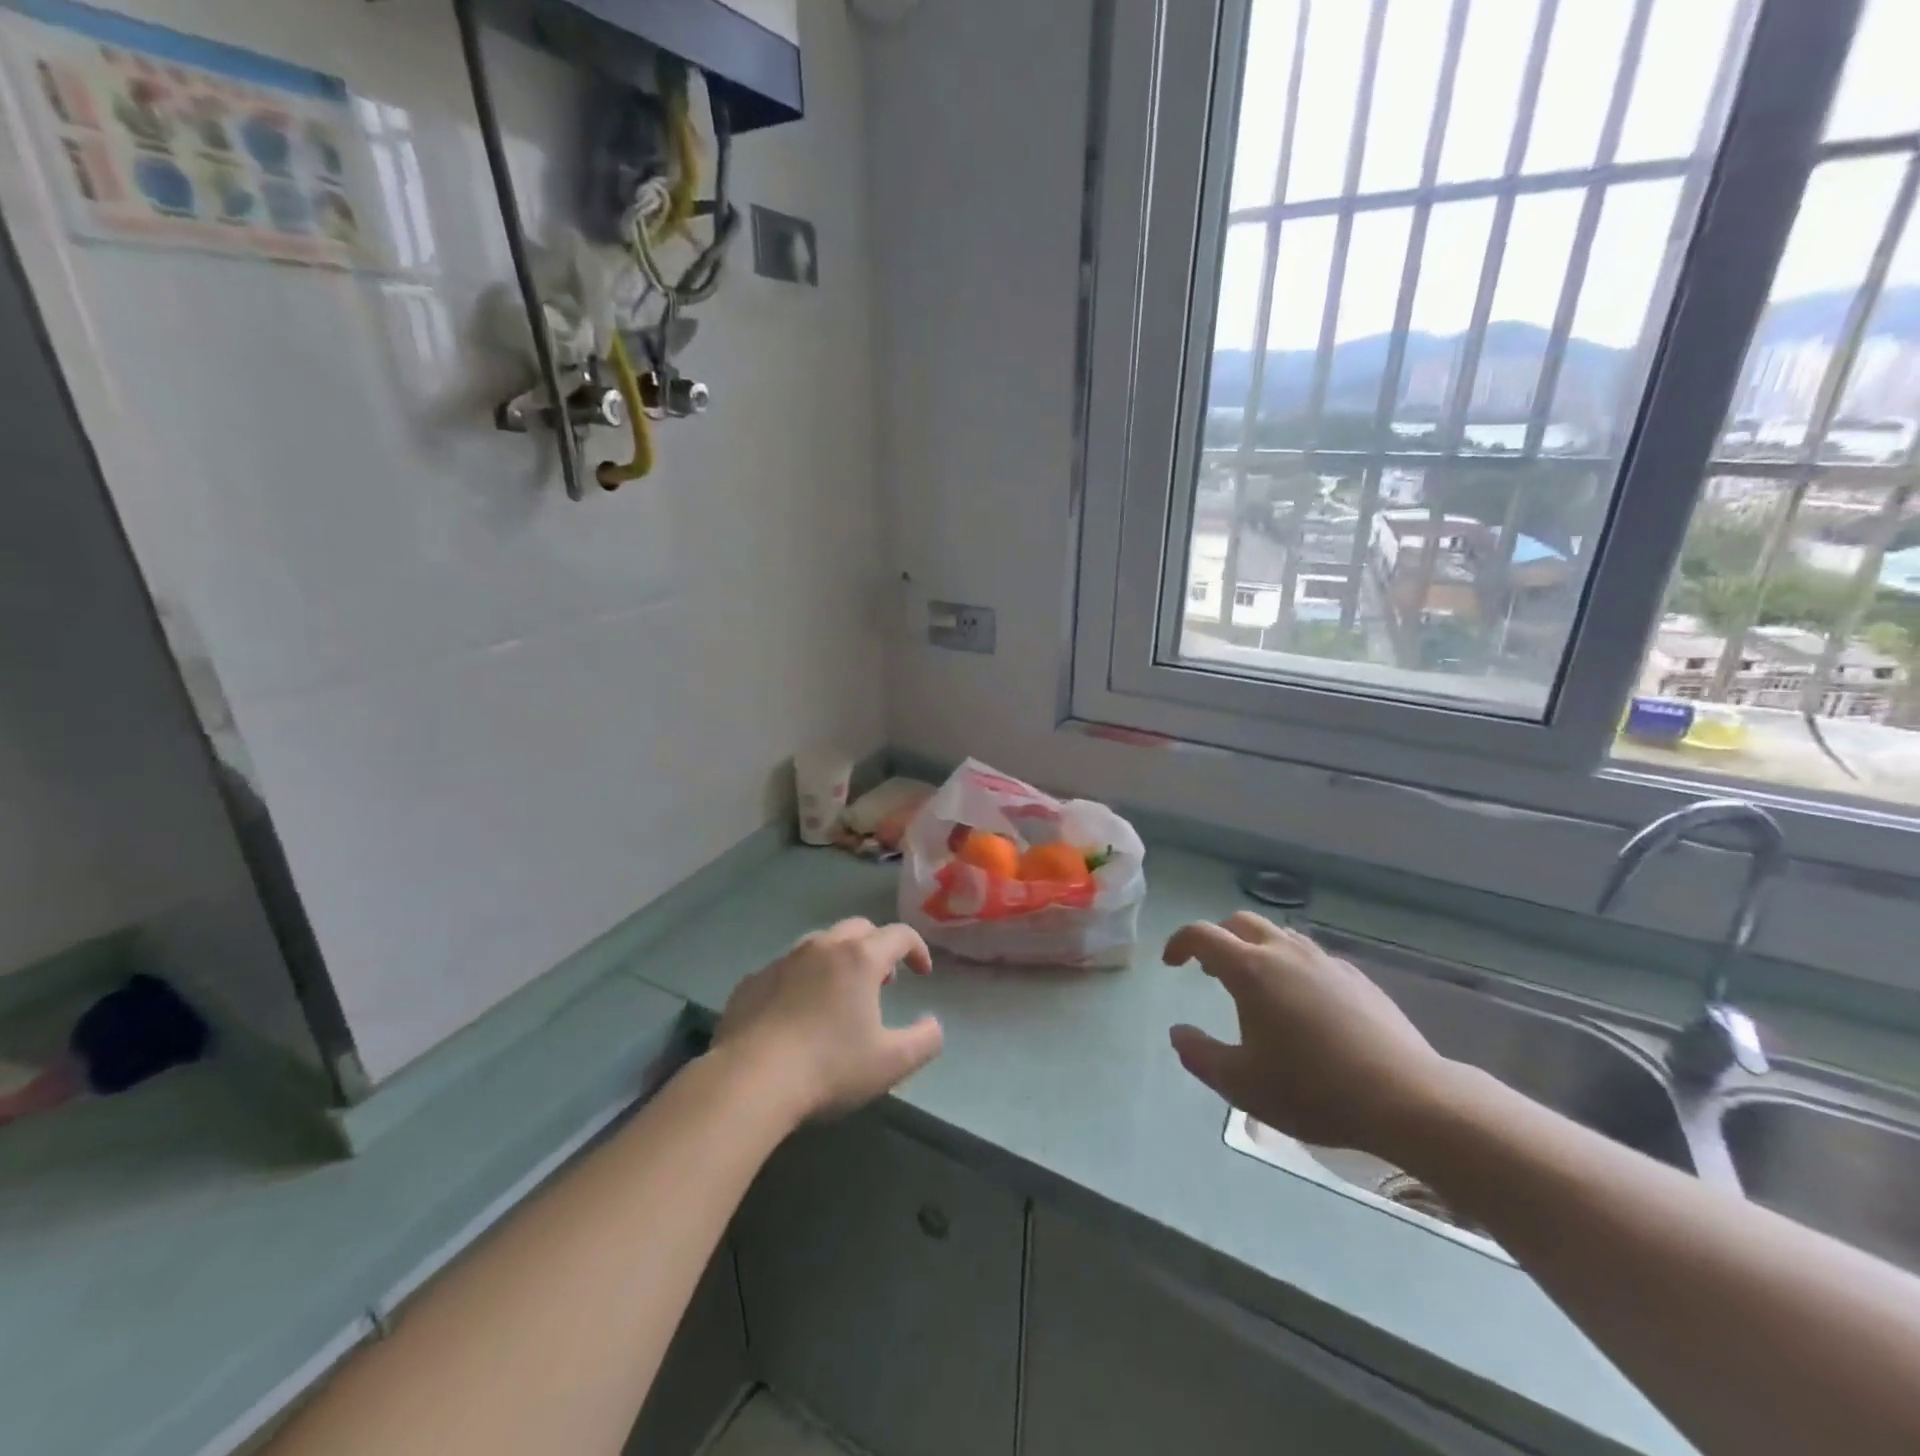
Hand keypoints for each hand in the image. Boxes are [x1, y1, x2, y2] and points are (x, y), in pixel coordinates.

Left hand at [713, 918, 943, 1122]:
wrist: (749, 1080)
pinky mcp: (752, 981)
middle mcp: (822, 947)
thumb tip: (934, 1025)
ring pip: (820, 944)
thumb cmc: (829, 1067)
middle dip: (877, 947)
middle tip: (883, 980)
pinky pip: (787, 969)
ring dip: (839, 959)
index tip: (922, 973)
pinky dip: (803, 979)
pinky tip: (798, 1013)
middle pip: (859, 929)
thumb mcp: (892, 1063)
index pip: (899, 935)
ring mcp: (783, 961)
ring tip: (841, 994)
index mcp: (860, 958)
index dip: (917, 949)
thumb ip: (925, 1040)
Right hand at [1164, 913, 1453, 1153]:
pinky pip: (1312, 958)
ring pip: (1280, 936)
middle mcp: (1285, 953)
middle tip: (1211, 971)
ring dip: (1256, 949)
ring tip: (1256, 986)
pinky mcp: (1358, 978)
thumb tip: (1178, 1033)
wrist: (1407, 1099)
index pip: (1202, 935)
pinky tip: (1303, 1005)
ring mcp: (1325, 962)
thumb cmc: (1313, 1090)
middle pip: (1241, 923)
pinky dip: (1292, 967)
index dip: (1180, 943)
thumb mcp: (1242, 1084)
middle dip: (1218, 938)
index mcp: (1250, 970)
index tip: (1171, 963)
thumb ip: (1200, 1055)